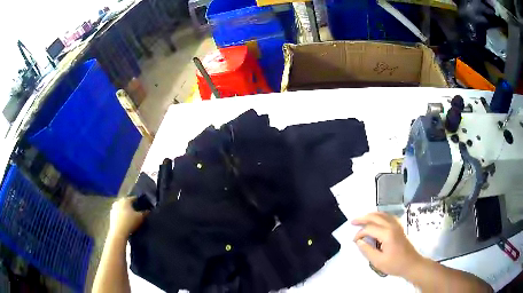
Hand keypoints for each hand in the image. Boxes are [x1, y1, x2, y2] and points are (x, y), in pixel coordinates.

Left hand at [109, 196, 148, 238]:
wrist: (118, 232)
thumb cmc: (130, 222)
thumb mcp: (140, 218)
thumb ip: (145, 213)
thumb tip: (149, 211)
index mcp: (126, 200)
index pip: (134, 198)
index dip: (139, 201)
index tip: (143, 205)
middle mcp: (118, 201)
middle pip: (127, 203)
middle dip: (132, 206)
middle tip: (137, 211)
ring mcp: (113, 208)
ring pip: (122, 208)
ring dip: (126, 211)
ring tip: (131, 217)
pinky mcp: (111, 215)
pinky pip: (118, 213)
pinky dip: (122, 216)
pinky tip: (126, 221)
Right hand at [352, 212, 422, 277]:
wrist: (412, 264)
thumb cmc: (395, 264)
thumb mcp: (378, 261)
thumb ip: (367, 250)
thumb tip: (359, 241)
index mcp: (387, 234)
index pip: (369, 229)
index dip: (359, 234)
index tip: (354, 241)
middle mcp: (392, 225)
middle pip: (375, 217)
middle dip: (363, 218)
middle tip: (353, 222)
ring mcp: (397, 225)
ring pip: (382, 214)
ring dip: (371, 215)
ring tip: (362, 219)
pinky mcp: (400, 227)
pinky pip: (388, 216)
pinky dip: (380, 216)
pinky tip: (377, 220)